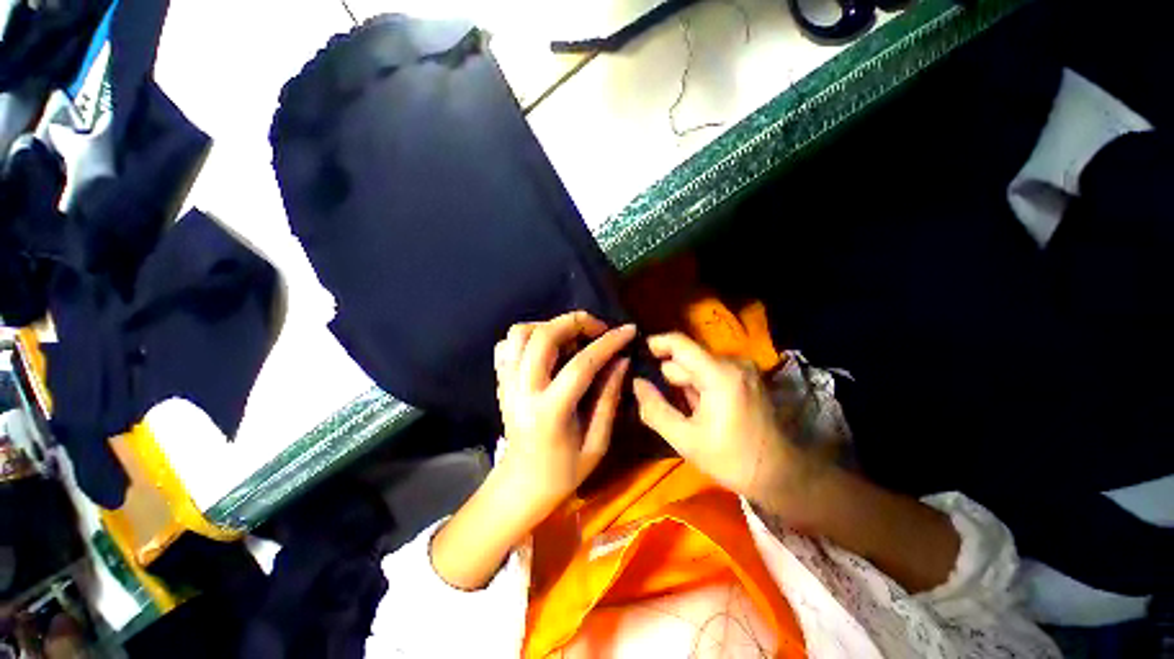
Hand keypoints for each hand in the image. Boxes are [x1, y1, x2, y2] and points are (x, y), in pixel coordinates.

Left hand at [494, 311, 634, 522]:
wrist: (521, 485)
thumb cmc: (563, 472)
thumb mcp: (597, 442)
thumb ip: (609, 398)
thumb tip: (622, 360)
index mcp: (550, 412)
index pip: (581, 364)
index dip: (608, 343)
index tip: (629, 330)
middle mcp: (523, 390)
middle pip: (543, 337)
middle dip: (575, 322)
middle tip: (598, 328)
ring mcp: (507, 383)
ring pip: (520, 333)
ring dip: (549, 325)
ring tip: (571, 337)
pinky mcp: (501, 381)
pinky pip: (507, 345)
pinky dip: (528, 337)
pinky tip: (546, 349)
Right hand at [631, 333, 828, 514]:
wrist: (781, 474)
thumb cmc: (731, 459)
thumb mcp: (685, 440)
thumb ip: (655, 409)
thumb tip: (637, 383)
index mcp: (719, 375)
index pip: (680, 343)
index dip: (656, 343)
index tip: (638, 353)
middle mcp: (733, 362)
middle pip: (688, 358)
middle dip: (671, 376)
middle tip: (662, 400)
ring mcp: (743, 368)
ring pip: (699, 365)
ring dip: (686, 382)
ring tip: (687, 410)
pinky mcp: (747, 376)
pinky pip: (712, 371)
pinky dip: (700, 385)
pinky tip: (702, 408)